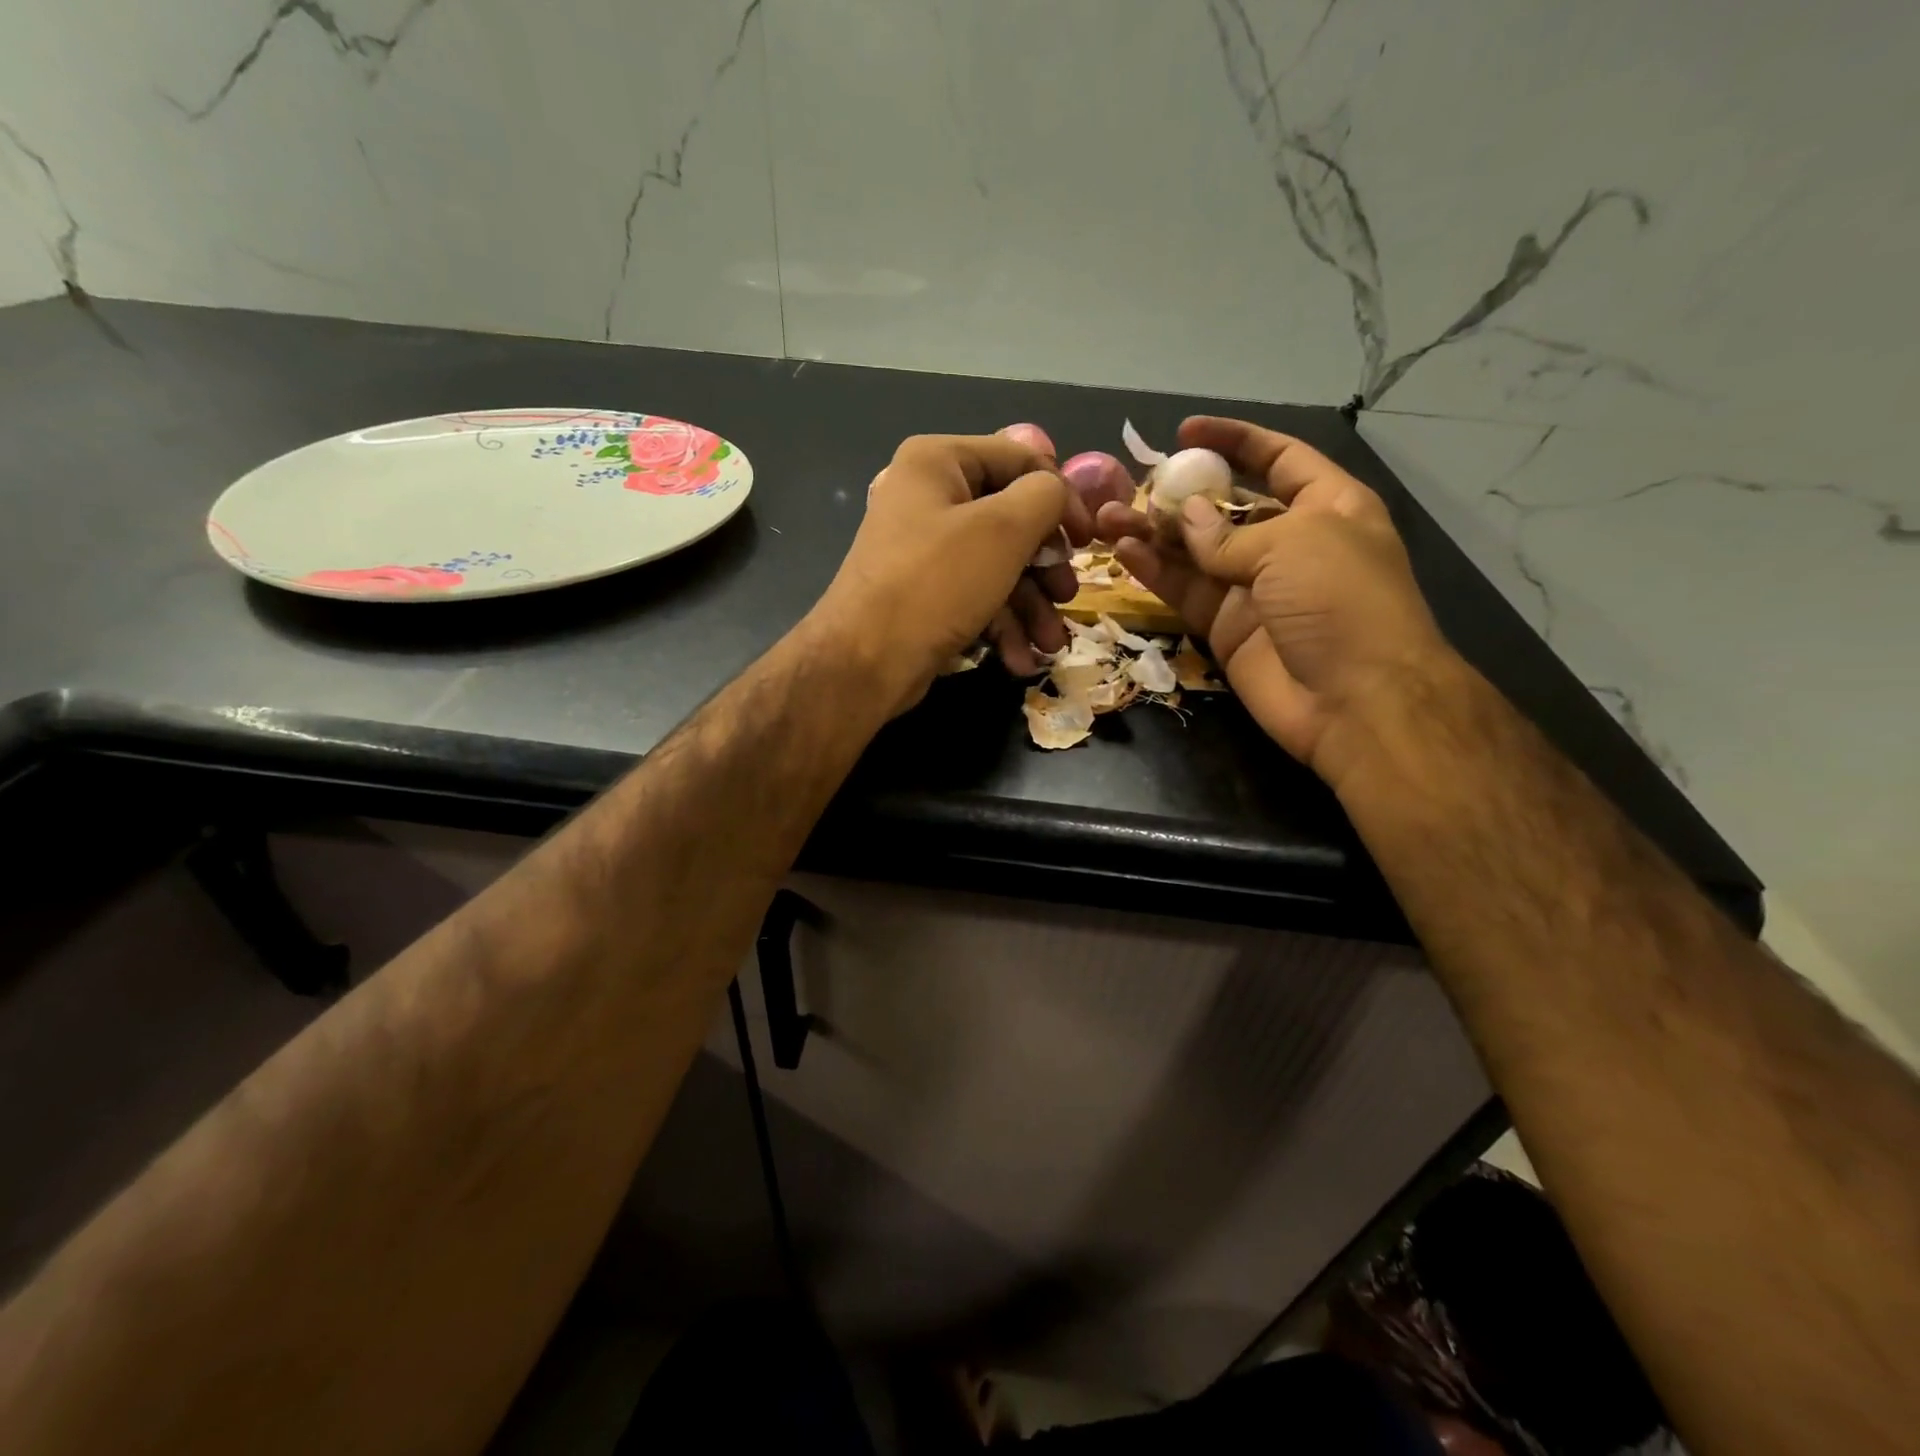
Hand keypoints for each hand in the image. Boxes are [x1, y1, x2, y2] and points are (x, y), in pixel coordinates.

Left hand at [810, 428, 1093, 712]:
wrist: (866, 662)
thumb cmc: (936, 582)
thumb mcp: (1004, 529)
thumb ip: (1045, 496)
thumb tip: (1057, 492)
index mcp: (938, 462)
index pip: (1019, 460)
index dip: (1062, 497)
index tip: (1089, 540)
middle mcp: (928, 498)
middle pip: (1010, 519)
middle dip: (1045, 566)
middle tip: (1068, 596)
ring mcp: (923, 549)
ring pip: (997, 566)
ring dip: (1030, 606)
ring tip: (1052, 643)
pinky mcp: (924, 594)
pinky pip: (975, 596)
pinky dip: (1002, 625)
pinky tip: (1021, 658)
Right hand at [1097, 416, 1456, 787]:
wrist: (1354, 701)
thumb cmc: (1340, 602)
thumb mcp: (1293, 545)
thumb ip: (1228, 533)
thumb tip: (1184, 516)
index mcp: (1327, 506)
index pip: (1277, 459)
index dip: (1234, 441)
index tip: (1185, 432)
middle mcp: (1289, 542)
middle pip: (1225, 507)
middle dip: (1179, 494)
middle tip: (1129, 487)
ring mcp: (1254, 587)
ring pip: (1194, 551)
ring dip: (1152, 534)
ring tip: (1106, 519)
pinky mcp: (1226, 626)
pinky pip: (1185, 590)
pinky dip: (1155, 572)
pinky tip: (1122, 551)